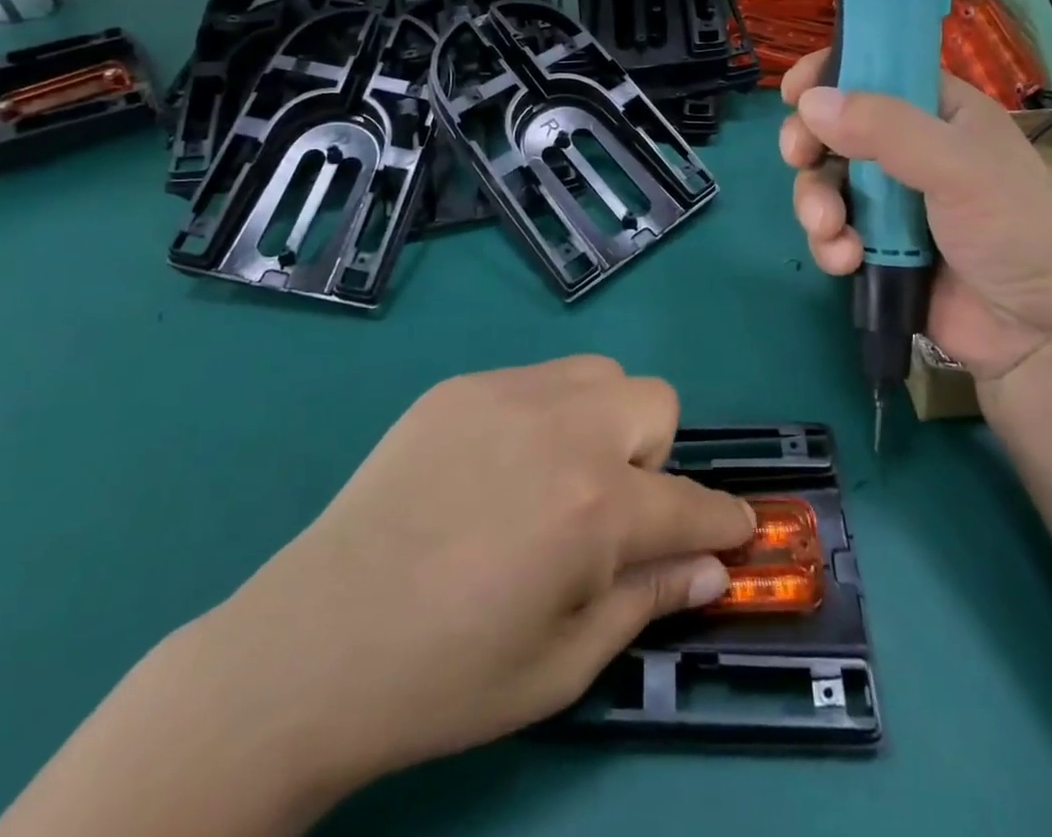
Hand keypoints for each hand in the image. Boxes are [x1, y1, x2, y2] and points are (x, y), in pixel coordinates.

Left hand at [203, 356, 753, 796]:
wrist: (314, 646)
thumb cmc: (448, 676)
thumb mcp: (564, 663)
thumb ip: (649, 600)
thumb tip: (712, 568)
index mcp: (594, 508)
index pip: (691, 503)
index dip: (724, 522)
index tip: (737, 530)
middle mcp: (563, 430)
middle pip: (654, 401)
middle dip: (651, 456)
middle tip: (606, 510)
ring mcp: (506, 395)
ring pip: (597, 375)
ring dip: (600, 421)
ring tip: (553, 477)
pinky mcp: (460, 387)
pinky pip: (534, 380)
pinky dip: (541, 415)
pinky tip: (495, 468)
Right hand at [779, 48, 1051, 385]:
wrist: (1038, 334)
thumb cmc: (1014, 230)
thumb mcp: (959, 167)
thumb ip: (886, 129)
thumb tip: (810, 102)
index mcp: (942, 113)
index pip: (879, 71)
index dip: (834, 73)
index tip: (795, 90)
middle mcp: (912, 150)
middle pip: (836, 128)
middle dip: (810, 144)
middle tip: (797, 156)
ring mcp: (892, 202)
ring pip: (827, 182)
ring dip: (816, 202)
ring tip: (829, 228)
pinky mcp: (877, 247)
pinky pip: (833, 230)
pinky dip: (829, 243)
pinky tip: (846, 260)